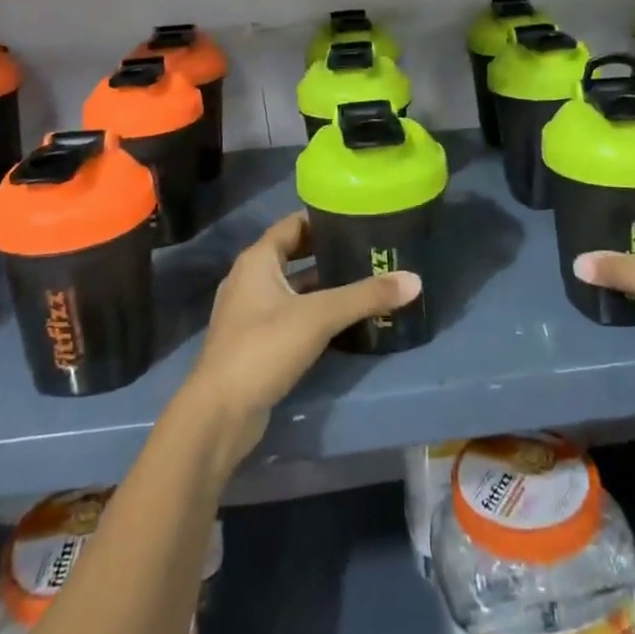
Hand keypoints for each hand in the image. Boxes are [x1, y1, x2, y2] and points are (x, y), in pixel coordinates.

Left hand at [182, 212, 420, 467]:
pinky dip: (313, 312)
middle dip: (327, 253)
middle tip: (366, 251)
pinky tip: (342, 323)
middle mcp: (249, 279)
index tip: (357, 219)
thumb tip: (415, 280)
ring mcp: (249, 313)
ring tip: (362, 283)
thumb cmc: (264, 348)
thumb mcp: (319, 316)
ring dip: (322, 285)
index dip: (323, 219)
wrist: (219, 414)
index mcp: (257, 260)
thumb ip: (365, 296)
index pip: (293, 224)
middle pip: (293, 254)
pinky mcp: (254, 343)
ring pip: (292, 288)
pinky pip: (289, 315)